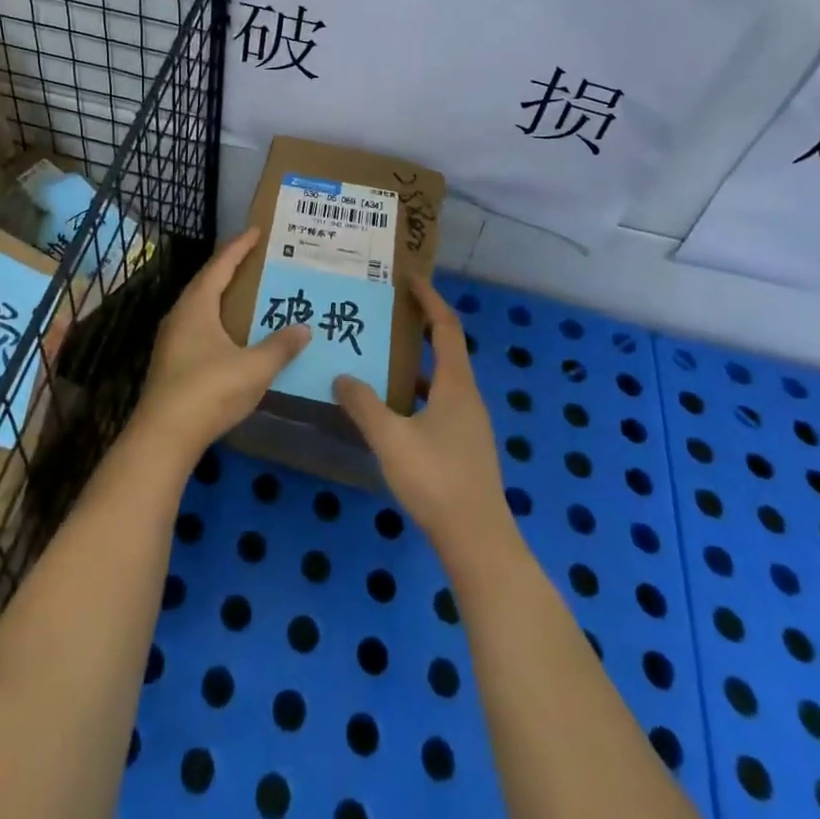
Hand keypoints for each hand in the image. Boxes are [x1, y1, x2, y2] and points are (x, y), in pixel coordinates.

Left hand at [133, 229, 309, 463]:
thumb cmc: (209, 391)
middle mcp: (180, 315)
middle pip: (207, 281)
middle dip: (231, 267)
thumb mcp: (254, 367)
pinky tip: (233, 333)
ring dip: (223, 295)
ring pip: (201, 306)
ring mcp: (172, 339)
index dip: (239, 246)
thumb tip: (304, 328)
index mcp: (197, 305)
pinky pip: (199, 326)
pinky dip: (218, 319)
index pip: (220, 265)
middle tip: (257, 259)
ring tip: (249, 292)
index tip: (257, 231)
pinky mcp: (172, 362)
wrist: (164, 437)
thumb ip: (281, 346)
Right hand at [334, 274, 513, 556]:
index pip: (445, 327)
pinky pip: (439, 402)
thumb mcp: (391, 439)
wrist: (477, 541)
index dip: (429, 299)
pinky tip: (391, 409)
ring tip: (380, 356)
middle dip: (419, 326)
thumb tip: (342, 376)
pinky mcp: (464, 445)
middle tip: (388, 312)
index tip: (409, 278)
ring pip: (441, 379)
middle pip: (445, 348)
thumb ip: (364, 405)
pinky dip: (416, 392)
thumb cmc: (436, 480)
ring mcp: (468, 423)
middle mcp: (466, 396)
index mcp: (455, 385)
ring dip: (415, 362)